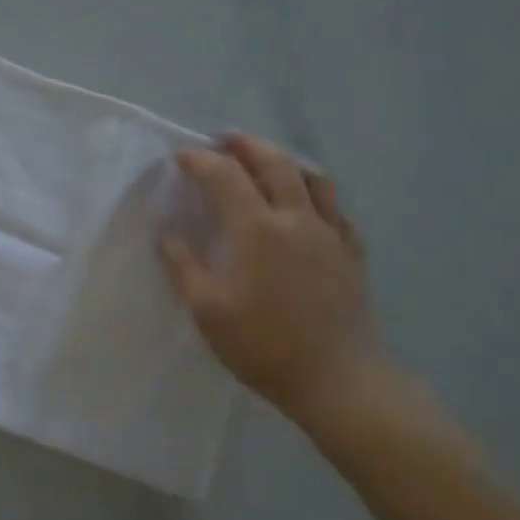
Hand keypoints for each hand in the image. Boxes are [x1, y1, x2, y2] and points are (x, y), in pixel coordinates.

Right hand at [159, 133, 379, 419]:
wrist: (339, 379)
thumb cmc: (264, 345)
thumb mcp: (208, 311)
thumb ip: (184, 268)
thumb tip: (167, 236)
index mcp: (257, 229)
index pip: (225, 177)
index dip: (200, 161)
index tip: (181, 157)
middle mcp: (297, 219)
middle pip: (274, 163)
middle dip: (246, 145)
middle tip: (224, 140)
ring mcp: (330, 234)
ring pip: (312, 178)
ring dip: (284, 160)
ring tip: (266, 160)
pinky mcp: (351, 253)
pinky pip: (334, 207)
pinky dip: (314, 192)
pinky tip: (306, 204)